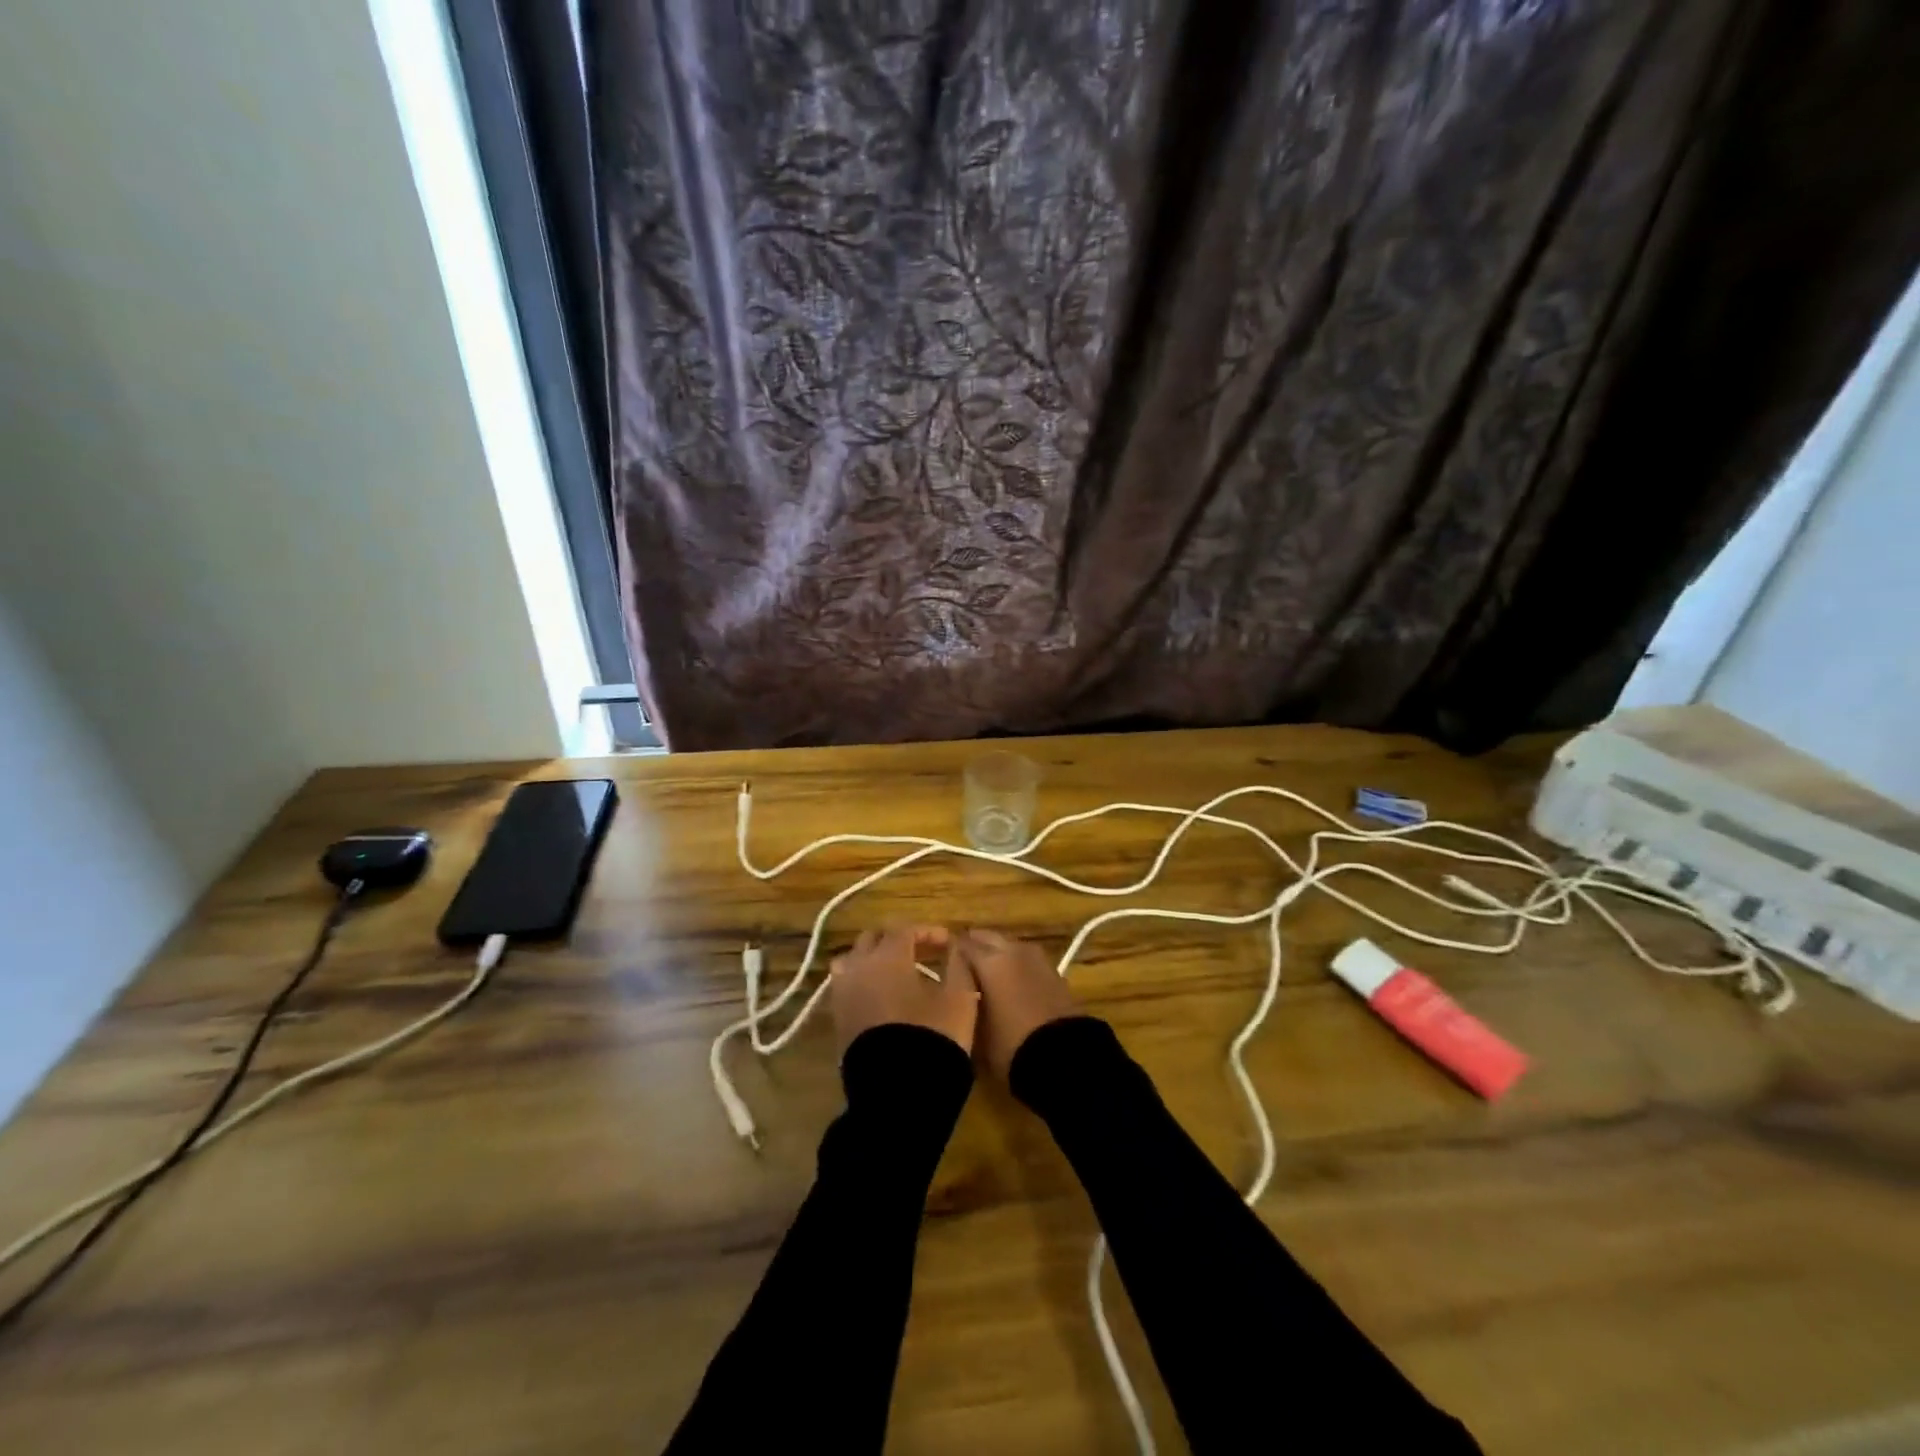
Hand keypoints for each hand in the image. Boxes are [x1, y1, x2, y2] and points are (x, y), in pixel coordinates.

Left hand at [829, 925, 978, 1056]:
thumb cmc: (933, 1037)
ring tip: (895, 972)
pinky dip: (862, 981)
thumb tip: (954, 949)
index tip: (947, 943)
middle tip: (921, 951)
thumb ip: (958, 966)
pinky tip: (882, 996)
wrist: (898, 1091)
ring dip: (872, 959)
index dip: (927, 931)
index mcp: (888, 957)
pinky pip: (846, 987)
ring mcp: (843, 995)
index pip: (904, 929)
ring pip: (851, 960)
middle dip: (896, 939)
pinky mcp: (838, 1021)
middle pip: (872, 939)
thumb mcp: (959, 998)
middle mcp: (859, 968)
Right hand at [952, 929, 1078, 1080]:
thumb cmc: (1011, 1045)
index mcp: (989, 961)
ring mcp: (1037, 959)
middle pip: (988, 938)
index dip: (950, 953)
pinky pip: (1028, 960)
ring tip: (988, 975)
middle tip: (963, 966)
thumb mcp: (977, 1033)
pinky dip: (1017, 966)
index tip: (940, 964)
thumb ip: (964, 1006)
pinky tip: (1013, 984)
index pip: (962, 944)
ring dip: (998, 954)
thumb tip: (959, 996)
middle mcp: (1012, 951)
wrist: (1064, 1057)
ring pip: (1010, 946)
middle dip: (975, 947)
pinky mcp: (1055, 972)